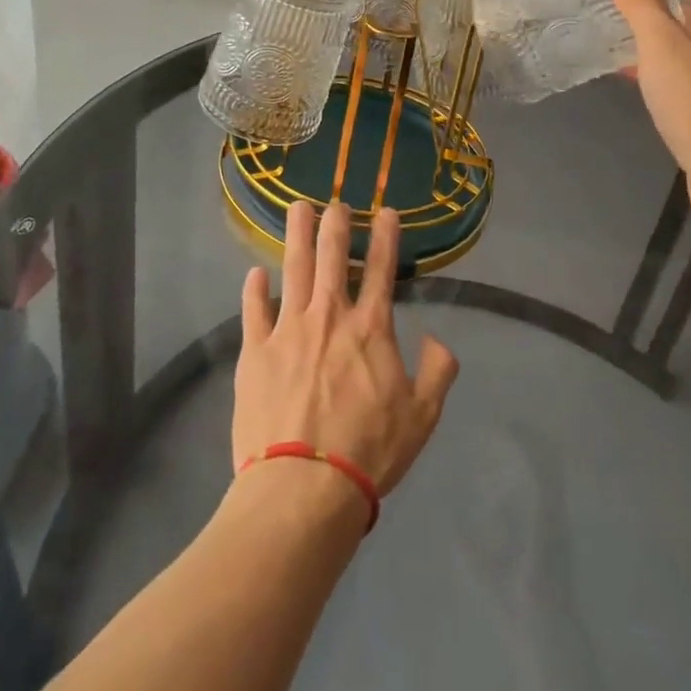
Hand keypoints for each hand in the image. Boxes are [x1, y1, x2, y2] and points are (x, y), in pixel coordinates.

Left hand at [234, 201, 458, 501]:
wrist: (303, 487)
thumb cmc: (368, 451)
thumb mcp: (422, 416)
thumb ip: (437, 371)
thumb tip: (437, 338)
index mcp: (370, 328)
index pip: (383, 270)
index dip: (387, 237)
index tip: (387, 212)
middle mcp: (329, 316)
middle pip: (332, 257)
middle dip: (336, 225)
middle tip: (336, 202)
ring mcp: (288, 330)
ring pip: (293, 269)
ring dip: (297, 235)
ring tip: (297, 208)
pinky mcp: (254, 352)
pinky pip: (253, 310)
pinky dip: (254, 290)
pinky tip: (254, 274)